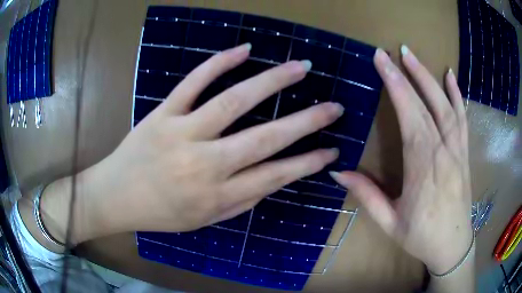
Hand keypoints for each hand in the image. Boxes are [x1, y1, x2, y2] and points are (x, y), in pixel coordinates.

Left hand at [88, 44, 341, 234]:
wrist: (116, 197)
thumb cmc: (161, 214)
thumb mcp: (204, 220)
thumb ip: (241, 201)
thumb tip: (274, 178)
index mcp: (217, 196)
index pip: (276, 176)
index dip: (308, 162)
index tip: (332, 150)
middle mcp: (205, 164)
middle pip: (265, 138)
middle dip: (307, 121)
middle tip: (333, 107)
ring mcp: (182, 133)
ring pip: (234, 101)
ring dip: (273, 81)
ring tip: (301, 67)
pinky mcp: (162, 113)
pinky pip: (193, 82)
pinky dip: (219, 63)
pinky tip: (244, 50)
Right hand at [330, 46, 471, 274]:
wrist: (453, 246)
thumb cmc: (422, 237)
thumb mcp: (390, 223)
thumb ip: (367, 196)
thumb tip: (338, 171)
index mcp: (423, 169)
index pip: (409, 117)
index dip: (395, 87)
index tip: (381, 62)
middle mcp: (443, 152)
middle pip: (425, 106)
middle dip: (406, 75)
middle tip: (390, 52)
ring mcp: (457, 150)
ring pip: (445, 106)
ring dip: (429, 77)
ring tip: (412, 55)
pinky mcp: (464, 153)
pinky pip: (462, 118)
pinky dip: (457, 94)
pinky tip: (450, 76)